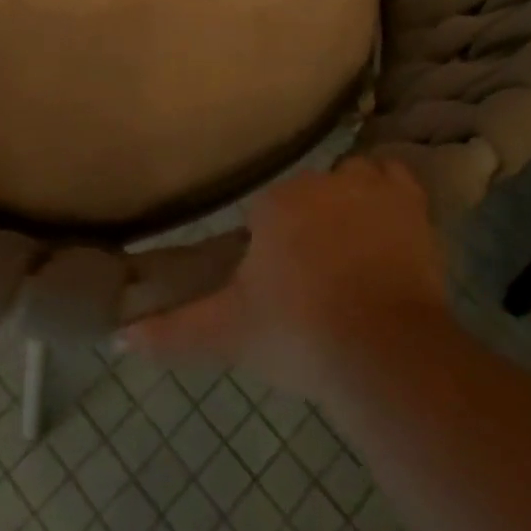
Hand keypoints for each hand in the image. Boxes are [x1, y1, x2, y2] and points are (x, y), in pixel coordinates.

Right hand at [122, 156, 448, 400]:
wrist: (383, 351)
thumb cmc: (298, 334)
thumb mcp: (229, 334)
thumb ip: (173, 331)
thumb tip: (118, 338)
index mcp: (277, 203)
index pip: (265, 211)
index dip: (270, 246)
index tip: (278, 285)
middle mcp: (322, 181)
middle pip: (309, 195)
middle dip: (308, 227)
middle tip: (314, 280)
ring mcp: (370, 187)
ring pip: (352, 179)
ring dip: (349, 204)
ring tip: (352, 252)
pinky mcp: (412, 203)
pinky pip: (395, 180)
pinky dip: (389, 195)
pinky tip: (387, 227)